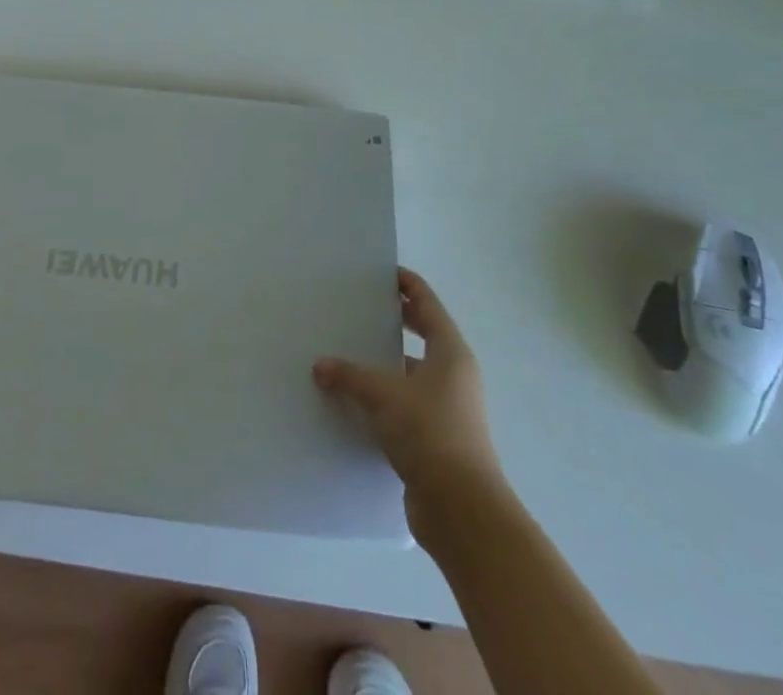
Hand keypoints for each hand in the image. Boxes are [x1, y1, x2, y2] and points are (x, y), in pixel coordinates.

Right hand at [314, 267, 504, 542]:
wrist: (462, 510)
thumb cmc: (430, 432)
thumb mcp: (384, 394)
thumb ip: (350, 375)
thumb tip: (320, 366)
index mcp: (450, 352)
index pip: (427, 303)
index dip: (407, 284)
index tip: (381, 272)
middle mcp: (453, 375)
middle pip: (422, 336)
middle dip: (394, 322)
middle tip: (359, 308)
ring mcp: (447, 409)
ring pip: (410, 374)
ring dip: (384, 365)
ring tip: (346, 354)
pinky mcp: (436, 440)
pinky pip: (405, 406)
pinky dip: (383, 400)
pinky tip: (353, 402)